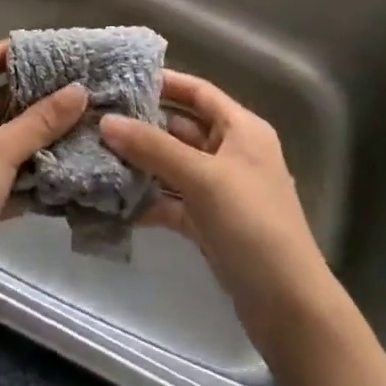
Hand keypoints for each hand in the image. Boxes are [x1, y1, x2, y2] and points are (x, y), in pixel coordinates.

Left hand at [0, 41, 88, 263]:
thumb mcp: (1, 150)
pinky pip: (4, 167)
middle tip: (76, 87)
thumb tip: (80, 90)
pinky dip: (28, 166)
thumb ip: (42, 120)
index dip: (16, 52)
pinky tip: (63, 163)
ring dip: (35, 132)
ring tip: (78, 121)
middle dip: (34, 95)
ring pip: (3, 134)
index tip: (54, 50)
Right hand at [100, 71, 339, 364]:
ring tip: (96, 154)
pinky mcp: (209, 223)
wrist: (289, 308)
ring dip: (140, 162)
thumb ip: (153, 147)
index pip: (199, 92)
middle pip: (181, 127)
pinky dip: (148, 199)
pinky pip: (172, 200)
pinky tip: (113, 199)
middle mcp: (231, 153)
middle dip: (142, 124)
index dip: (165, 82)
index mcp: (242, 130)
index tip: (121, 78)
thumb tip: (106, 121)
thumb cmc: (253, 225)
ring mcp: (220, 190)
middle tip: (97, 118)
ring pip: (173, 165)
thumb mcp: (203, 178)